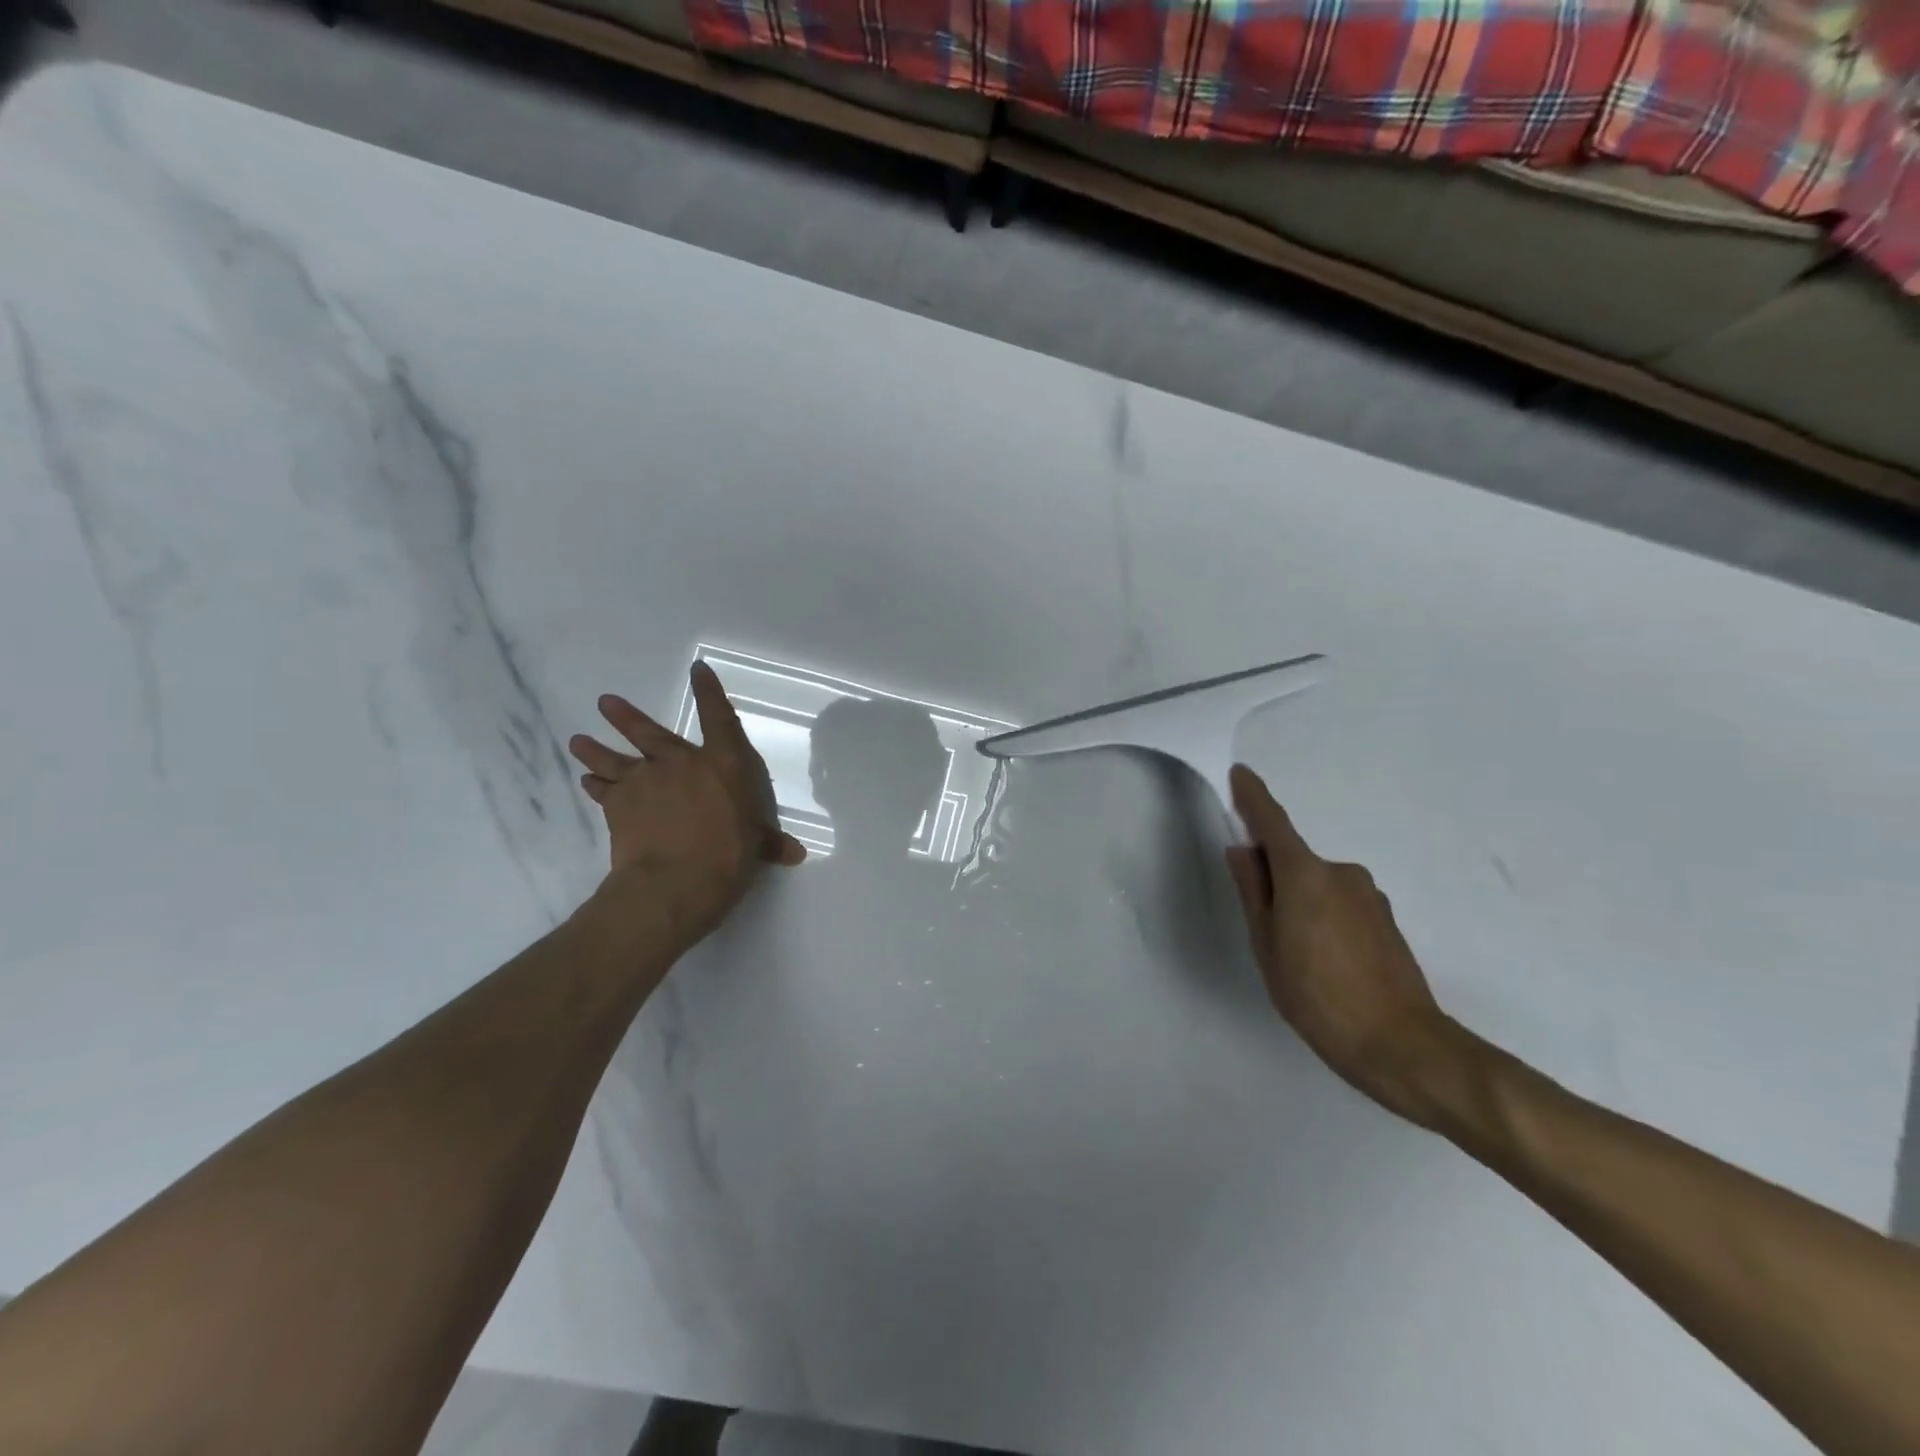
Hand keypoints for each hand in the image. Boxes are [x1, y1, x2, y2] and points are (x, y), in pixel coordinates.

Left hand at [568, 661, 806, 943]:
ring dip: (595, 749)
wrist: (675, 882)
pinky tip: (587, 782)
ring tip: (577, 740)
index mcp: (723, 764)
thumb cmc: (728, 856)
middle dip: (626, 716)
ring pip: (614, 758)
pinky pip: (602, 791)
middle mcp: (680, 763)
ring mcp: (645, 781)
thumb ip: (770, 843)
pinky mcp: (618, 806)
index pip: (718, 718)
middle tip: (604, 702)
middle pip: (649, 732)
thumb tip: (795, 854)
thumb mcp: (756, 846)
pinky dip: (595, 786)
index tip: (698, 669)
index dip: (708, 691)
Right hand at [1225, 765, 1464, 1126]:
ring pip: (1318, 885)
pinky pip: (1340, 903)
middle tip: (1262, 927)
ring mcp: (1369, 896)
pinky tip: (1326, 963)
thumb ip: (1253, 892)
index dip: (1254, 798)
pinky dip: (1324, 917)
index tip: (1240, 774)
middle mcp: (1341, 873)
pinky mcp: (1386, 920)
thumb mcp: (1267, 945)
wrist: (1402, 1045)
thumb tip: (1243, 851)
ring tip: (1297, 957)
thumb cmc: (1317, 995)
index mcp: (1306, 875)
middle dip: (1273, 878)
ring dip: (1300, 902)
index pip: (1273, 823)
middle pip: (1294, 860)